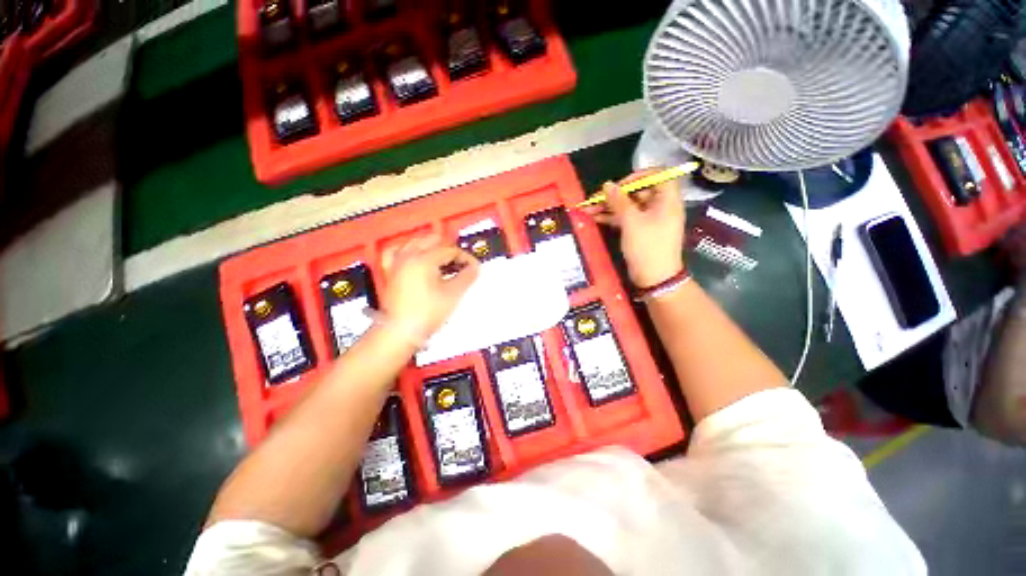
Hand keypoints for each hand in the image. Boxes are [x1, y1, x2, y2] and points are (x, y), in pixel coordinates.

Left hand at [380, 234, 478, 343]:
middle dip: (449, 249)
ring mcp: (397, 262)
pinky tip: (414, 255)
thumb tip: (475, 268)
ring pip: (415, 242)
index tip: (474, 267)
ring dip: (432, 247)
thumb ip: (467, 277)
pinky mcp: (390, 272)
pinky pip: (396, 252)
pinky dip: (408, 250)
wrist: (402, 331)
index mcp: (424, 259)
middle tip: (461, 263)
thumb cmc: (428, 312)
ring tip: (443, 260)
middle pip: (433, 241)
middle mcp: (408, 256)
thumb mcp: (453, 294)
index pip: (450, 250)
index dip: (465, 257)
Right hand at [582, 169, 685, 286]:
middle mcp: (660, 206)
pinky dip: (612, 217)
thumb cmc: (647, 247)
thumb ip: (619, 201)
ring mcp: (650, 219)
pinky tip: (595, 217)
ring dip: (609, 207)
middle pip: (638, 191)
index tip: (619, 185)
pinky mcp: (641, 231)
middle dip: (615, 194)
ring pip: (629, 206)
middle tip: (595, 199)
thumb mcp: (631, 222)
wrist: (655, 278)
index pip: (657, 175)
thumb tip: (607, 184)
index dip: (638, 176)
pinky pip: (627, 218)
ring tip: (588, 209)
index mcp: (667, 200)